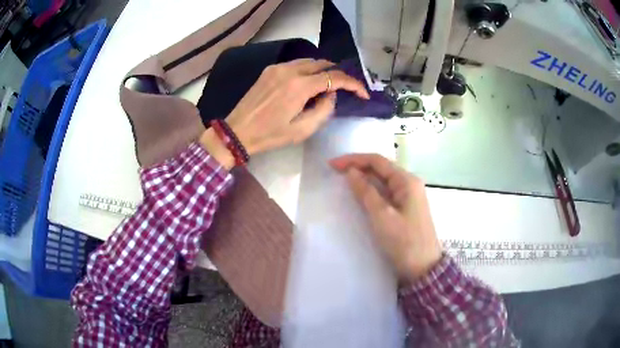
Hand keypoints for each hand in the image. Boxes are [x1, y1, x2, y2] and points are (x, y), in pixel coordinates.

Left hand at [201, 59, 369, 168]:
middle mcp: (290, 70)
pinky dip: (307, 70)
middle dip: (338, 74)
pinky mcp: (269, 70)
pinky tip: (307, 83)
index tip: (362, 94)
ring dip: (323, 71)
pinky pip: (295, 64)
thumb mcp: (302, 130)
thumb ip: (324, 110)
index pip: (335, 77)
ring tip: (328, 85)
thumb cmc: (270, 135)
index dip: (353, 84)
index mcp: (299, 86)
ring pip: (309, 61)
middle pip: (323, 64)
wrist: (237, 131)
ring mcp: (278, 68)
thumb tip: (331, 94)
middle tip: (346, 88)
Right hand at [330, 154, 441, 280]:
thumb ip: (366, 192)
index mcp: (406, 181)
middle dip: (358, 167)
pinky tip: (360, 196)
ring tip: (343, 181)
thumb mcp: (382, 216)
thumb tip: (351, 172)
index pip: (377, 161)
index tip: (332, 165)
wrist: (423, 268)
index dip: (353, 159)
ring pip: (382, 181)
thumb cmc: (404, 241)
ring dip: (363, 179)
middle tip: (334, 172)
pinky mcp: (405, 208)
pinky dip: (371, 192)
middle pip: (381, 169)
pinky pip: (385, 193)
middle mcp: (409, 184)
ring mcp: (408, 196)